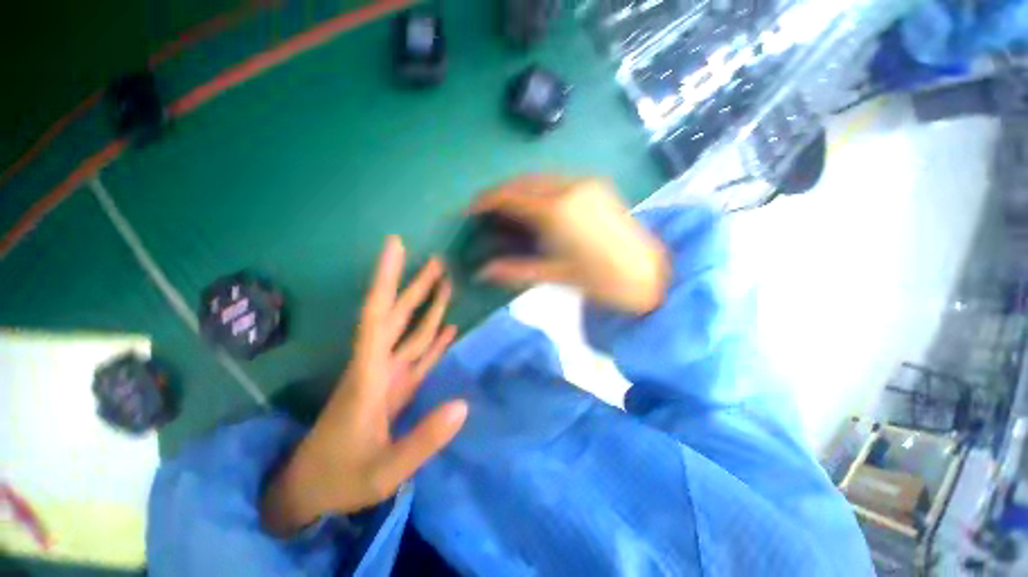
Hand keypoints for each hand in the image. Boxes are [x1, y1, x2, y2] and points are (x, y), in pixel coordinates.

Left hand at [262, 236, 467, 534]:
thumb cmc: (342, 479)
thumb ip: (423, 440)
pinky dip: (433, 340)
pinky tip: (448, 327)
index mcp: (369, 375)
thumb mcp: (384, 471)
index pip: (378, 316)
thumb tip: (463, 405)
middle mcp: (378, 366)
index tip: (394, 246)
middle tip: (439, 261)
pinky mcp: (396, 386)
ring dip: (428, 308)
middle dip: (415, 286)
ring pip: (410, 332)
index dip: (385, 279)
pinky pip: (419, 356)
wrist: (313, 489)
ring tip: (447, 285)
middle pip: (397, 316)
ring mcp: (388, 375)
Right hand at [470, 174, 668, 313]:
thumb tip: (482, 272)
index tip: (470, 210)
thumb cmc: (600, 280)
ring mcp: (586, 182)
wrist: (648, 274)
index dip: (485, 201)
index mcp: (556, 211)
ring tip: (510, 210)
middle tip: (488, 212)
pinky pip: (558, 180)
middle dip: (501, 193)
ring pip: (540, 177)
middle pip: (522, 181)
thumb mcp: (554, 275)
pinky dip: (540, 189)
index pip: (510, 196)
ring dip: (520, 189)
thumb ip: (514, 270)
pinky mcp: (597, 184)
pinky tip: (538, 207)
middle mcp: (569, 187)